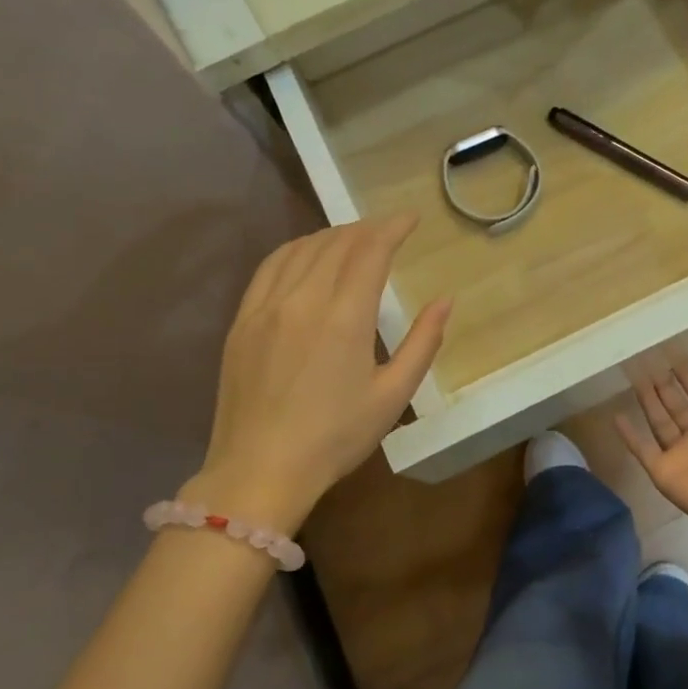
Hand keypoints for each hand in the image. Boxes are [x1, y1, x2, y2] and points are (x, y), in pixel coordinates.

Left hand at [189, 216, 449, 530]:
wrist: (260, 470)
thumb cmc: (335, 438)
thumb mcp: (392, 396)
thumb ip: (422, 343)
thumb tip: (445, 300)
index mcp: (344, 317)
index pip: (370, 250)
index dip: (393, 228)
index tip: (411, 219)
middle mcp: (303, 299)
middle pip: (336, 242)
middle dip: (367, 229)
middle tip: (388, 230)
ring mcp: (266, 306)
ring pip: (301, 249)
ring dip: (332, 235)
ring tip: (352, 238)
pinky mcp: (242, 320)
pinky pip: (270, 266)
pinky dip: (295, 250)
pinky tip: (306, 255)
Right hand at [617, 359, 687, 525]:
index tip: (676, 359)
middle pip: (678, 408)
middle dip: (665, 387)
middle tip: (649, 364)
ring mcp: (681, 455)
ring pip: (659, 423)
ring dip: (647, 402)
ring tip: (634, 379)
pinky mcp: (664, 471)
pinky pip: (642, 450)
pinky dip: (629, 436)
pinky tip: (616, 417)